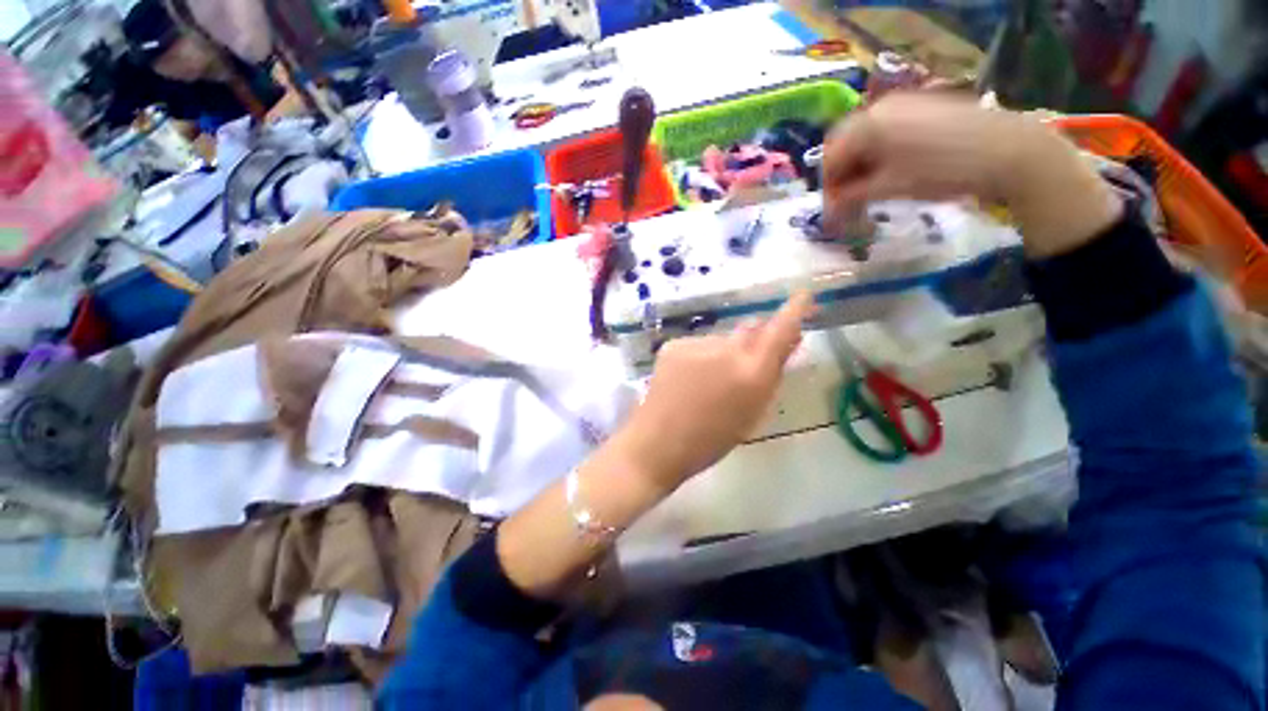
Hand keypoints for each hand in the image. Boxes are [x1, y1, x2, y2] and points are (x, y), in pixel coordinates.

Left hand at [609, 292, 815, 491]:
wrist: (658, 442)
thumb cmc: (712, 439)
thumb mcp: (753, 412)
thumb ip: (771, 374)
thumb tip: (787, 341)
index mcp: (751, 373)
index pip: (779, 330)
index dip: (794, 310)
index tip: (804, 295)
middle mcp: (726, 350)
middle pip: (749, 330)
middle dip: (754, 340)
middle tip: (746, 363)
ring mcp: (696, 344)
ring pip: (721, 340)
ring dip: (723, 353)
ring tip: (706, 382)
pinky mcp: (673, 344)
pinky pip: (698, 345)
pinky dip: (700, 357)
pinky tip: (687, 378)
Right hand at [823, 93, 1121, 258]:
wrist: (1007, 151)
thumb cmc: (941, 172)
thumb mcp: (889, 188)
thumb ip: (851, 197)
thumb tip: (828, 210)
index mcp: (867, 125)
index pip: (830, 159)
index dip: (828, 189)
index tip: (832, 213)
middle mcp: (879, 107)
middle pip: (845, 146)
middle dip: (842, 176)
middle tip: (848, 203)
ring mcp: (903, 103)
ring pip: (865, 139)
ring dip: (860, 166)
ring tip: (869, 191)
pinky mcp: (922, 106)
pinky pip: (887, 131)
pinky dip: (880, 154)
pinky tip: (890, 172)